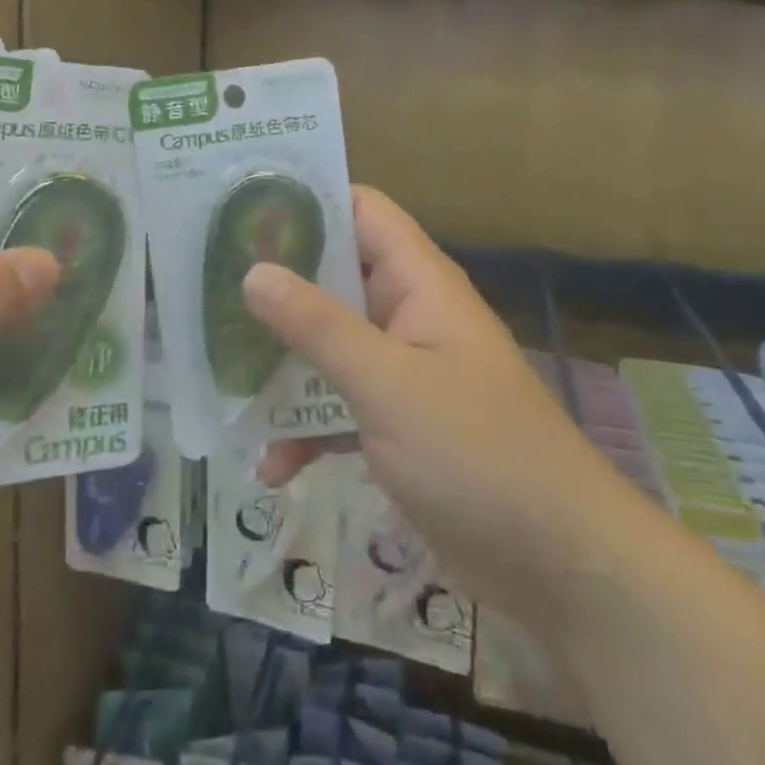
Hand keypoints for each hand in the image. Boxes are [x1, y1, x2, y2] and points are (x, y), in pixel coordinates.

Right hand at [245, 188, 626, 617]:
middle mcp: (409, 317)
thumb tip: (254, 272)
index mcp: (419, 284)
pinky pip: (339, 408)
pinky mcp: (397, 427)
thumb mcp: (387, 383)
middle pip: (333, 280)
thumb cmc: (476, 452)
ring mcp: (402, 374)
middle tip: (205, 287)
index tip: (241, 204)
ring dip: (283, 365)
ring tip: (221, 377)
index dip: (308, 200)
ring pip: (329, 348)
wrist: (558, 565)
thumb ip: (319, 326)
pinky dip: (307, 429)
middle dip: (276, 288)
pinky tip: (270, 466)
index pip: (362, 212)